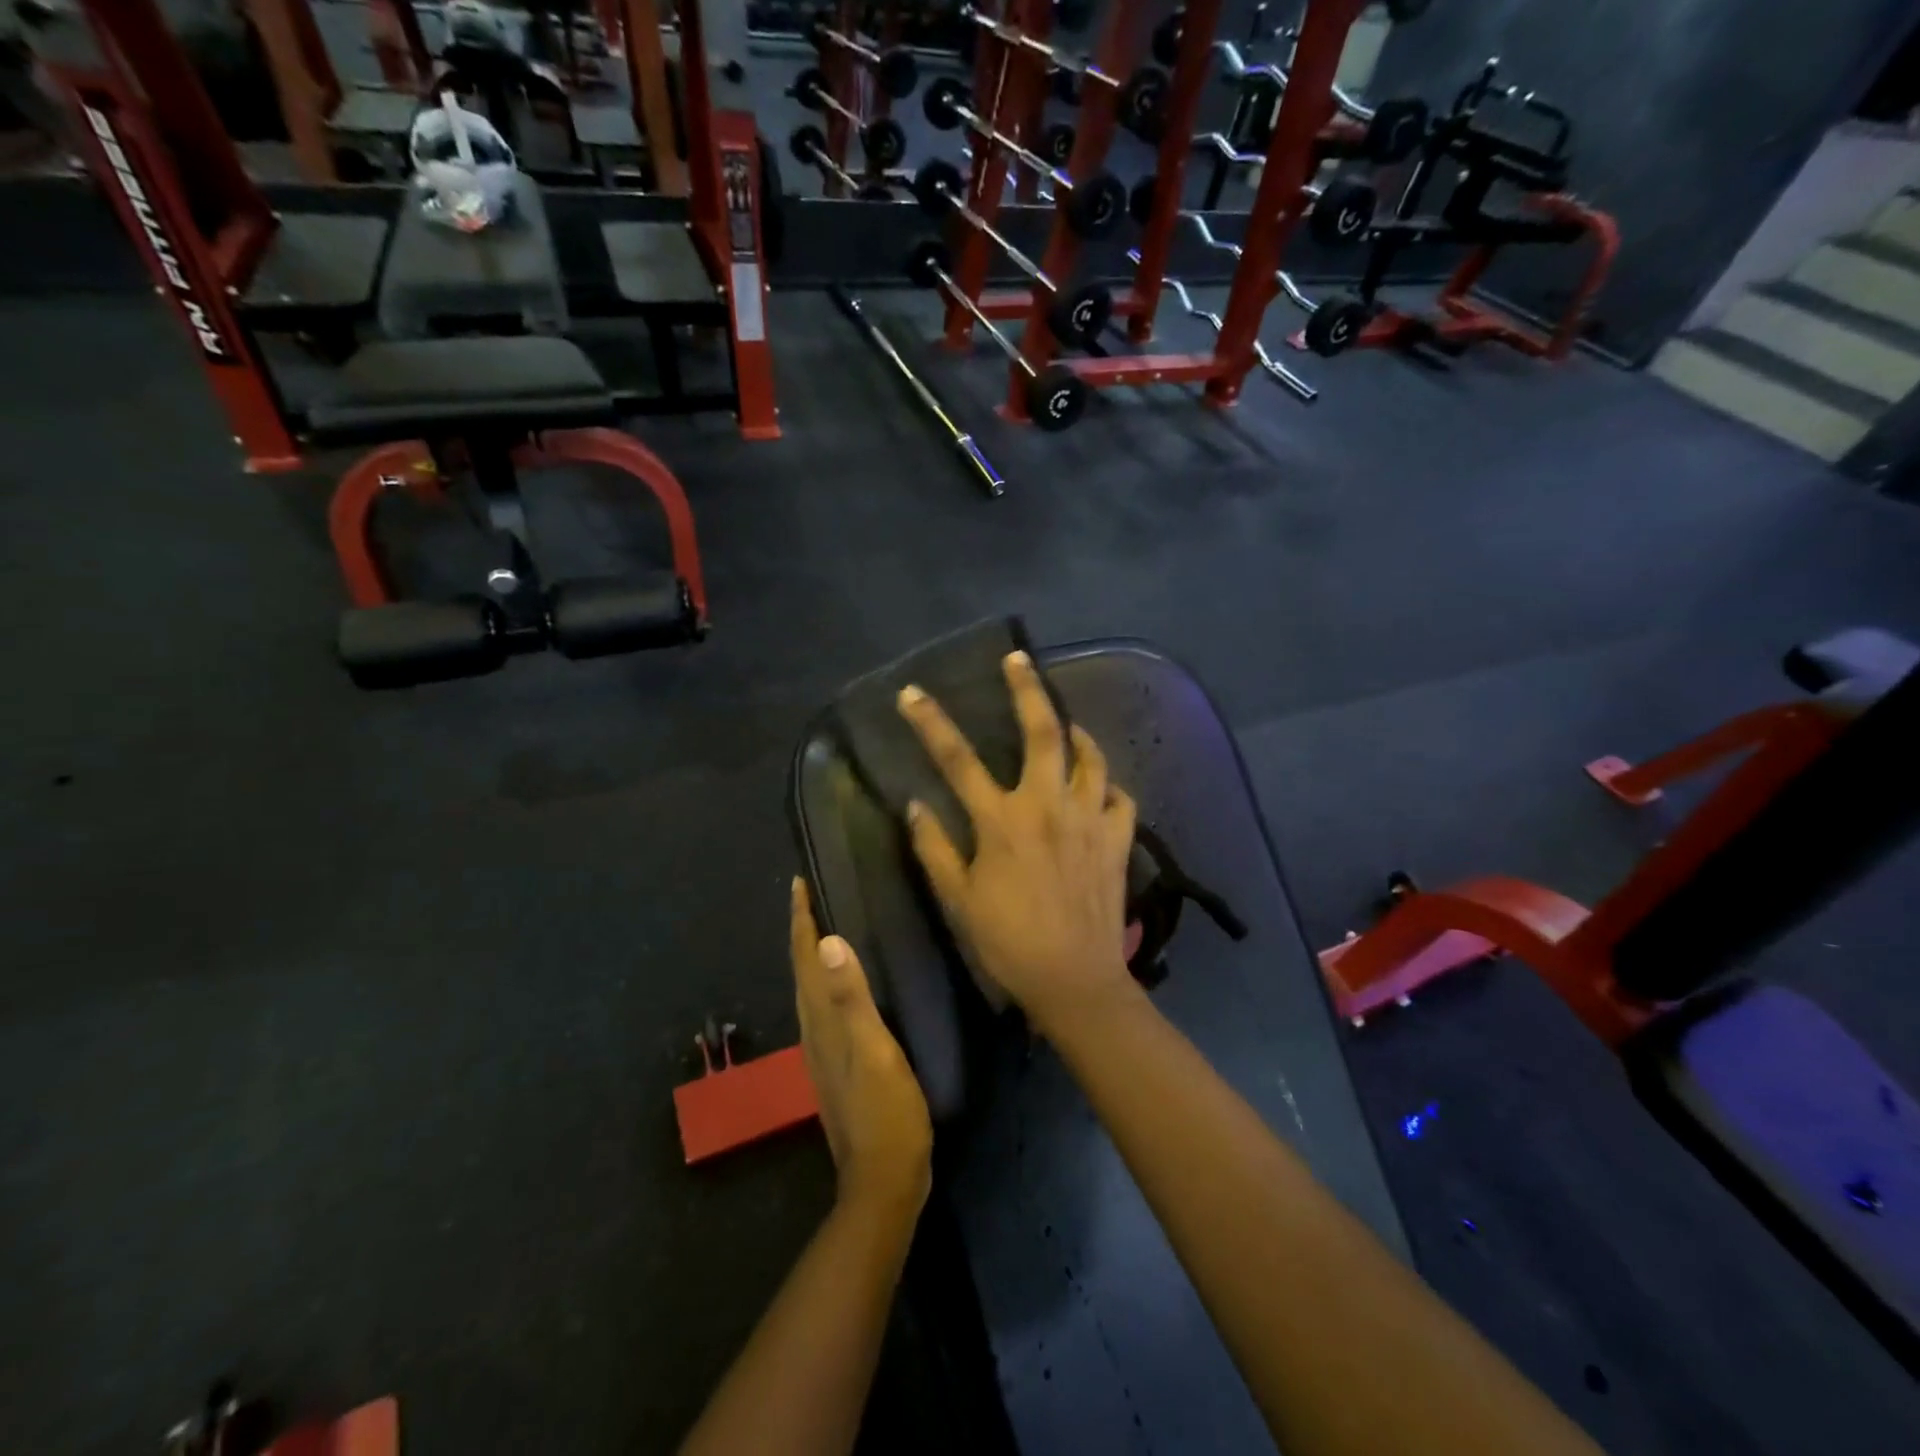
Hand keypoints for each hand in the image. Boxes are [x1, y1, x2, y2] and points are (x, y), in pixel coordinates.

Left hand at [791, 877, 932, 1218]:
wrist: (885, 1181)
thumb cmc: (886, 1113)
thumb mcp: (874, 1052)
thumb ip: (851, 999)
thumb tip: (825, 942)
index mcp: (820, 1023)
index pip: (803, 960)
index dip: (800, 921)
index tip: (797, 883)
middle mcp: (814, 1032)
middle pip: (801, 971)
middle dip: (801, 931)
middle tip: (809, 894)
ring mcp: (825, 1052)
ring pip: (811, 990)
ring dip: (811, 956)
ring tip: (822, 927)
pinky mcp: (839, 1065)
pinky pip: (826, 1008)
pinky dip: (827, 983)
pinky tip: (844, 985)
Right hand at [897, 650, 1138, 1033]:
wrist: (1075, 981)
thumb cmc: (1008, 942)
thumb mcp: (958, 899)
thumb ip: (935, 848)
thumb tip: (916, 804)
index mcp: (1002, 821)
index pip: (957, 759)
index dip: (930, 722)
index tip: (911, 693)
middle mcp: (1048, 806)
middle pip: (1042, 731)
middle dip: (1028, 689)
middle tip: (1019, 659)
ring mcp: (1089, 819)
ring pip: (1091, 757)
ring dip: (1077, 733)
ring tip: (1066, 724)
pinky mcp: (1117, 840)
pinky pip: (1121, 798)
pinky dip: (1109, 785)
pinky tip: (1099, 788)